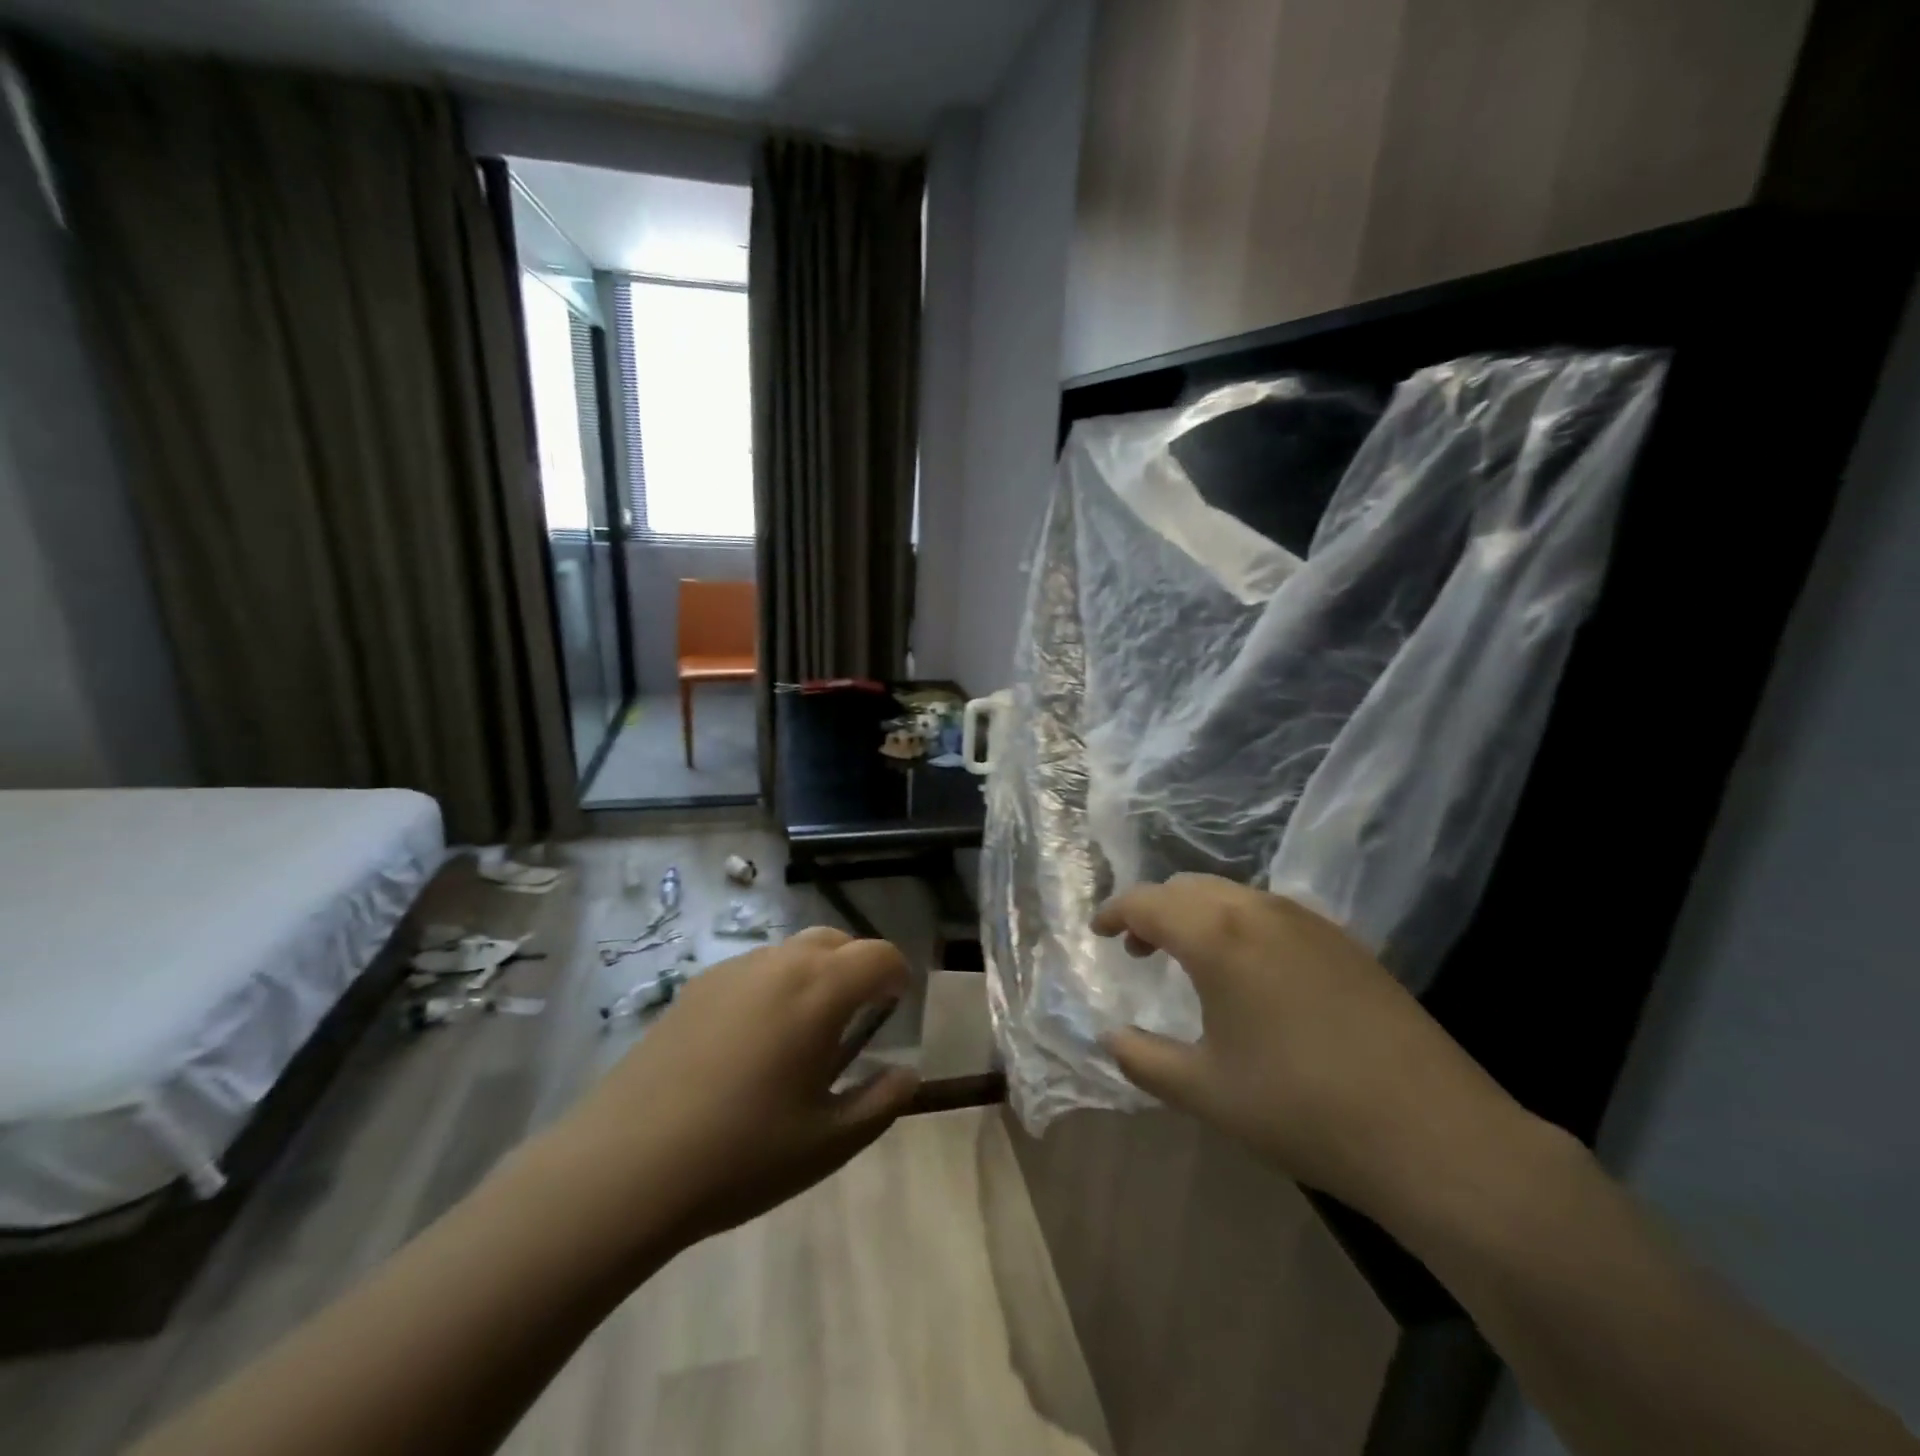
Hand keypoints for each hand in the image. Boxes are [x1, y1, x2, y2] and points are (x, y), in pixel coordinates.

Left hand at [547, 926, 920, 1254]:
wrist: (624, 1166)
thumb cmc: (742, 1154)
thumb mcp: (828, 1142)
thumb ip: (881, 1101)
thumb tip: (908, 1073)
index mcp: (819, 990)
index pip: (879, 955)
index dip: (897, 976)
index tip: (895, 1011)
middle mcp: (779, 963)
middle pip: (836, 940)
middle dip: (858, 967)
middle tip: (857, 1020)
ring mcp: (732, 971)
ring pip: (792, 950)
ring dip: (815, 973)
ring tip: (804, 1033)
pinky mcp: (695, 988)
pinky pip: (754, 969)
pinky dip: (774, 985)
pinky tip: (752, 1042)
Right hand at [1094, 875, 1532, 1218]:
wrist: (1432, 1133)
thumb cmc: (1300, 1108)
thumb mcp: (1204, 1092)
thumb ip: (1143, 1059)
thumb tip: (1110, 1037)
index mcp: (1217, 936)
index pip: (1147, 902)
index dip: (1114, 912)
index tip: (1098, 932)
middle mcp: (1260, 911)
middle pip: (1188, 888)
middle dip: (1154, 910)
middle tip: (1137, 949)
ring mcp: (1309, 921)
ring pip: (1232, 895)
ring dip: (1197, 914)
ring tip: (1189, 959)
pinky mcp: (1345, 941)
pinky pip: (1271, 912)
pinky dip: (1238, 924)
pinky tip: (1249, 972)